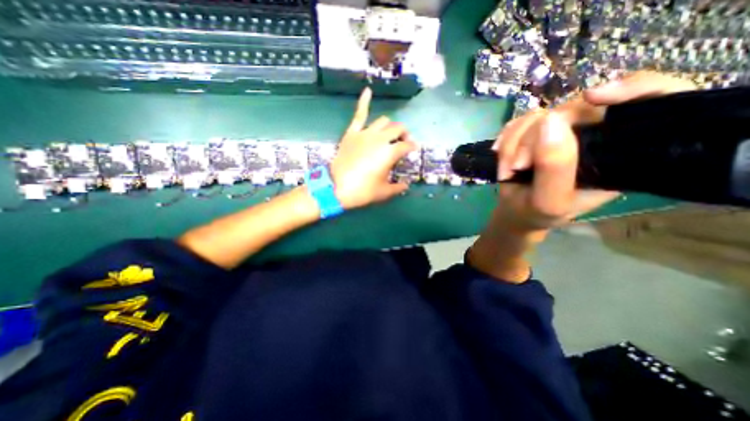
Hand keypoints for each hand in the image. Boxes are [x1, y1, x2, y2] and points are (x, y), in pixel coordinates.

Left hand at [331, 87, 418, 210]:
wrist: (336, 188)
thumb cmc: (363, 191)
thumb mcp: (384, 192)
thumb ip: (398, 187)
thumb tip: (406, 185)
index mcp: (390, 152)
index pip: (407, 146)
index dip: (412, 147)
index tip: (413, 149)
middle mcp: (380, 139)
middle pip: (398, 129)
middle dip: (404, 134)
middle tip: (403, 142)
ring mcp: (365, 134)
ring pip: (383, 121)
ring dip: (390, 126)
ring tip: (390, 133)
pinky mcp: (352, 133)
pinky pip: (359, 114)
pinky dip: (364, 102)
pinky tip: (368, 90)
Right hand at [494, 72, 697, 236]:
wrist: (515, 212)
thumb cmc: (537, 213)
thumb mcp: (548, 200)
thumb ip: (554, 168)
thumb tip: (550, 122)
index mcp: (617, 155)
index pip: (654, 103)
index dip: (634, 88)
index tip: (593, 97)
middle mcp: (594, 137)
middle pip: (574, 109)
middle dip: (534, 138)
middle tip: (517, 166)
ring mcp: (561, 133)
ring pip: (539, 115)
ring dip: (514, 143)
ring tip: (506, 169)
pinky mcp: (536, 133)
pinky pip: (520, 121)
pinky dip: (506, 139)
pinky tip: (500, 154)